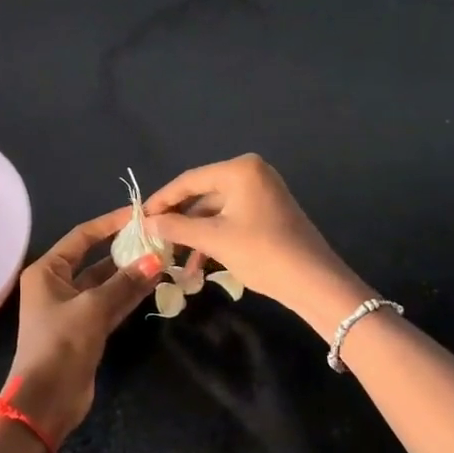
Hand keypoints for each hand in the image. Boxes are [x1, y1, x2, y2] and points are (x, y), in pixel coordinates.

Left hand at [3, 207, 162, 446]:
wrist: (46, 400)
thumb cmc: (61, 344)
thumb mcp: (93, 308)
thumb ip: (125, 282)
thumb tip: (155, 259)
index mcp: (47, 271)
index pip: (82, 237)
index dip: (109, 224)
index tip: (139, 215)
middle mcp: (57, 284)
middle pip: (95, 259)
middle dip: (125, 251)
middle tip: (157, 238)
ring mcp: (73, 308)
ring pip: (106, 283)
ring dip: (131, 274)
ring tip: (163, 258)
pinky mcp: (86, 330)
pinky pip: (111, 304)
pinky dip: (129, 295)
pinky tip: (154, 283)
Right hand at [143, 155, 368, 330]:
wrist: (315, 283)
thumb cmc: (262, 252)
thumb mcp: (214, 240)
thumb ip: (176, 228)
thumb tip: (146, 223)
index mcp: (240, 169)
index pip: (189, 180)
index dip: (161, 200)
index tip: (138, 217)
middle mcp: (252, 173)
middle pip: (202, 194)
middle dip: (178, 219)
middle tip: (152, 237)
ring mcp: (262, 192)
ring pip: (215, 210)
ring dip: (194, 233)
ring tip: (171, 257)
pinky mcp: (268, 213)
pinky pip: (230, 218)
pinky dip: (213, 237)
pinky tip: (196, 263)